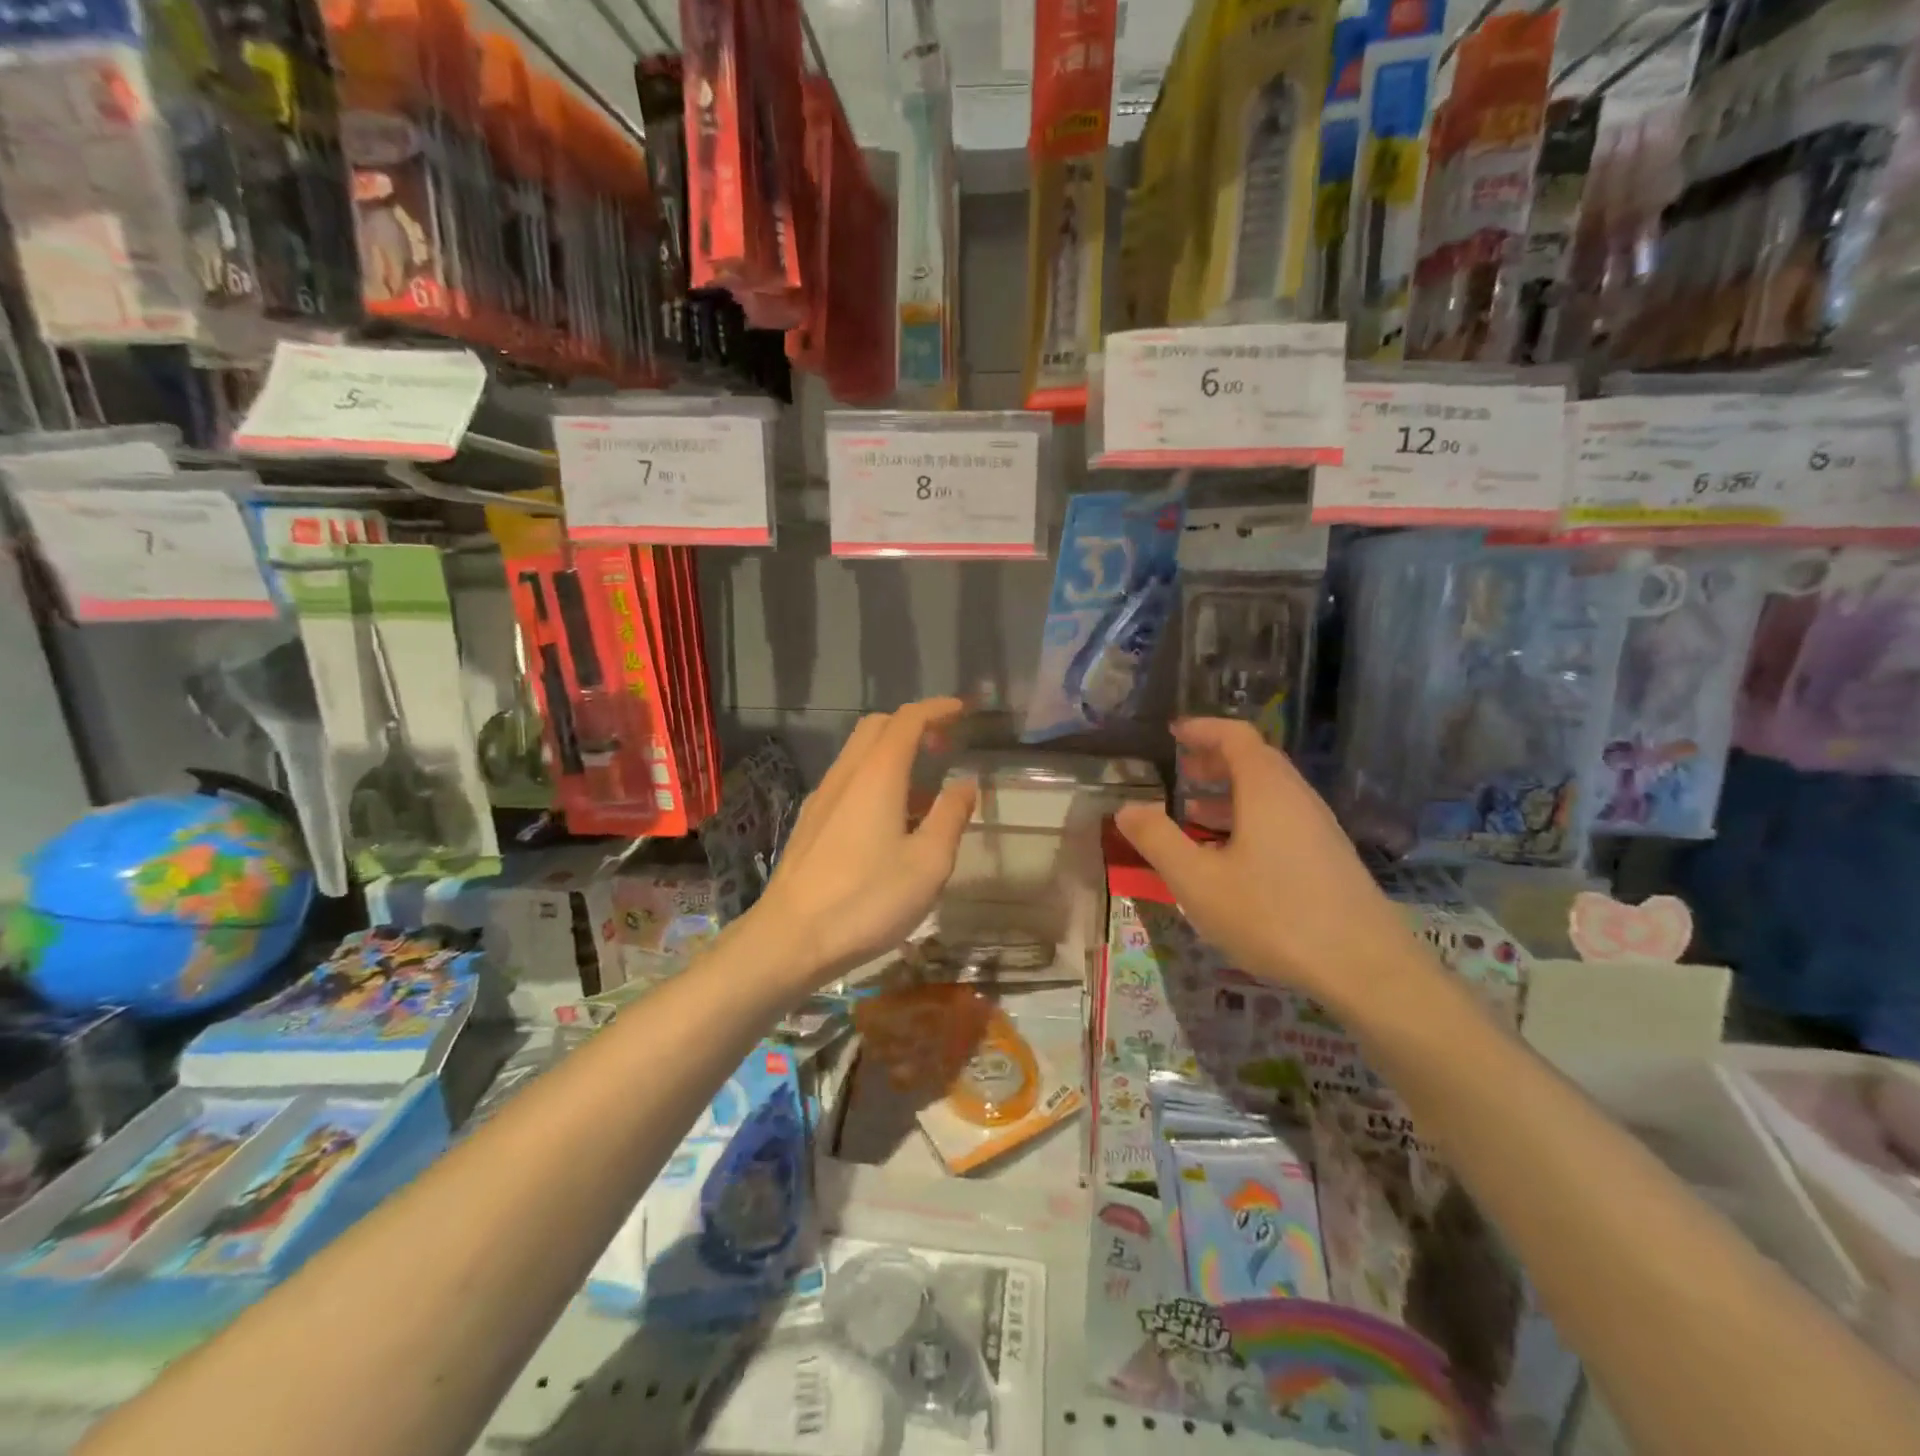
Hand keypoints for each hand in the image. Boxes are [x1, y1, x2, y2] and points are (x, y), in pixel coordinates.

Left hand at [750, 698, 976, 989]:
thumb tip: (965, 782)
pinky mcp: (810, 822)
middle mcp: (846, 774)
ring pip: (859, 754)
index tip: (963, 710)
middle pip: (878, 727)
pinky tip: (889, 821)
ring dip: (894, 754)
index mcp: (878, 774)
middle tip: (945, 746)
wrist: (790, 938)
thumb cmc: (867, 900)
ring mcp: (822, 797)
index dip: (938, 709)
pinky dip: (875, 779)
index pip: (908, 719)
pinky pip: (848, 780)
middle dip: (914, 725)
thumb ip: (950, 816)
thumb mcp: (927, 863)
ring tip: (925, 791)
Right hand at [1114, 719, 1420, 1009]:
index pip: (1236, 736)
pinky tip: (1231, 856)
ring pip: (1270, 793)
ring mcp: (1319, 828)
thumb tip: (1126, 808)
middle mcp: (1297, 798)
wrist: (1365, 969)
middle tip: (1180, 770)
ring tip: (1194, 813)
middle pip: (1255, 761)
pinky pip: (1282, 819)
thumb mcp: (1197, 881)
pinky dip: (1249, 818)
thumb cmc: (1272, 915)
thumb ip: (1158, 840)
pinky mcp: (1329, 858)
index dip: (1203, 729)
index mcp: (1266, 790)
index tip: (1173, 734)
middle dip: (1214, 760)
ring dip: (1230, 793)